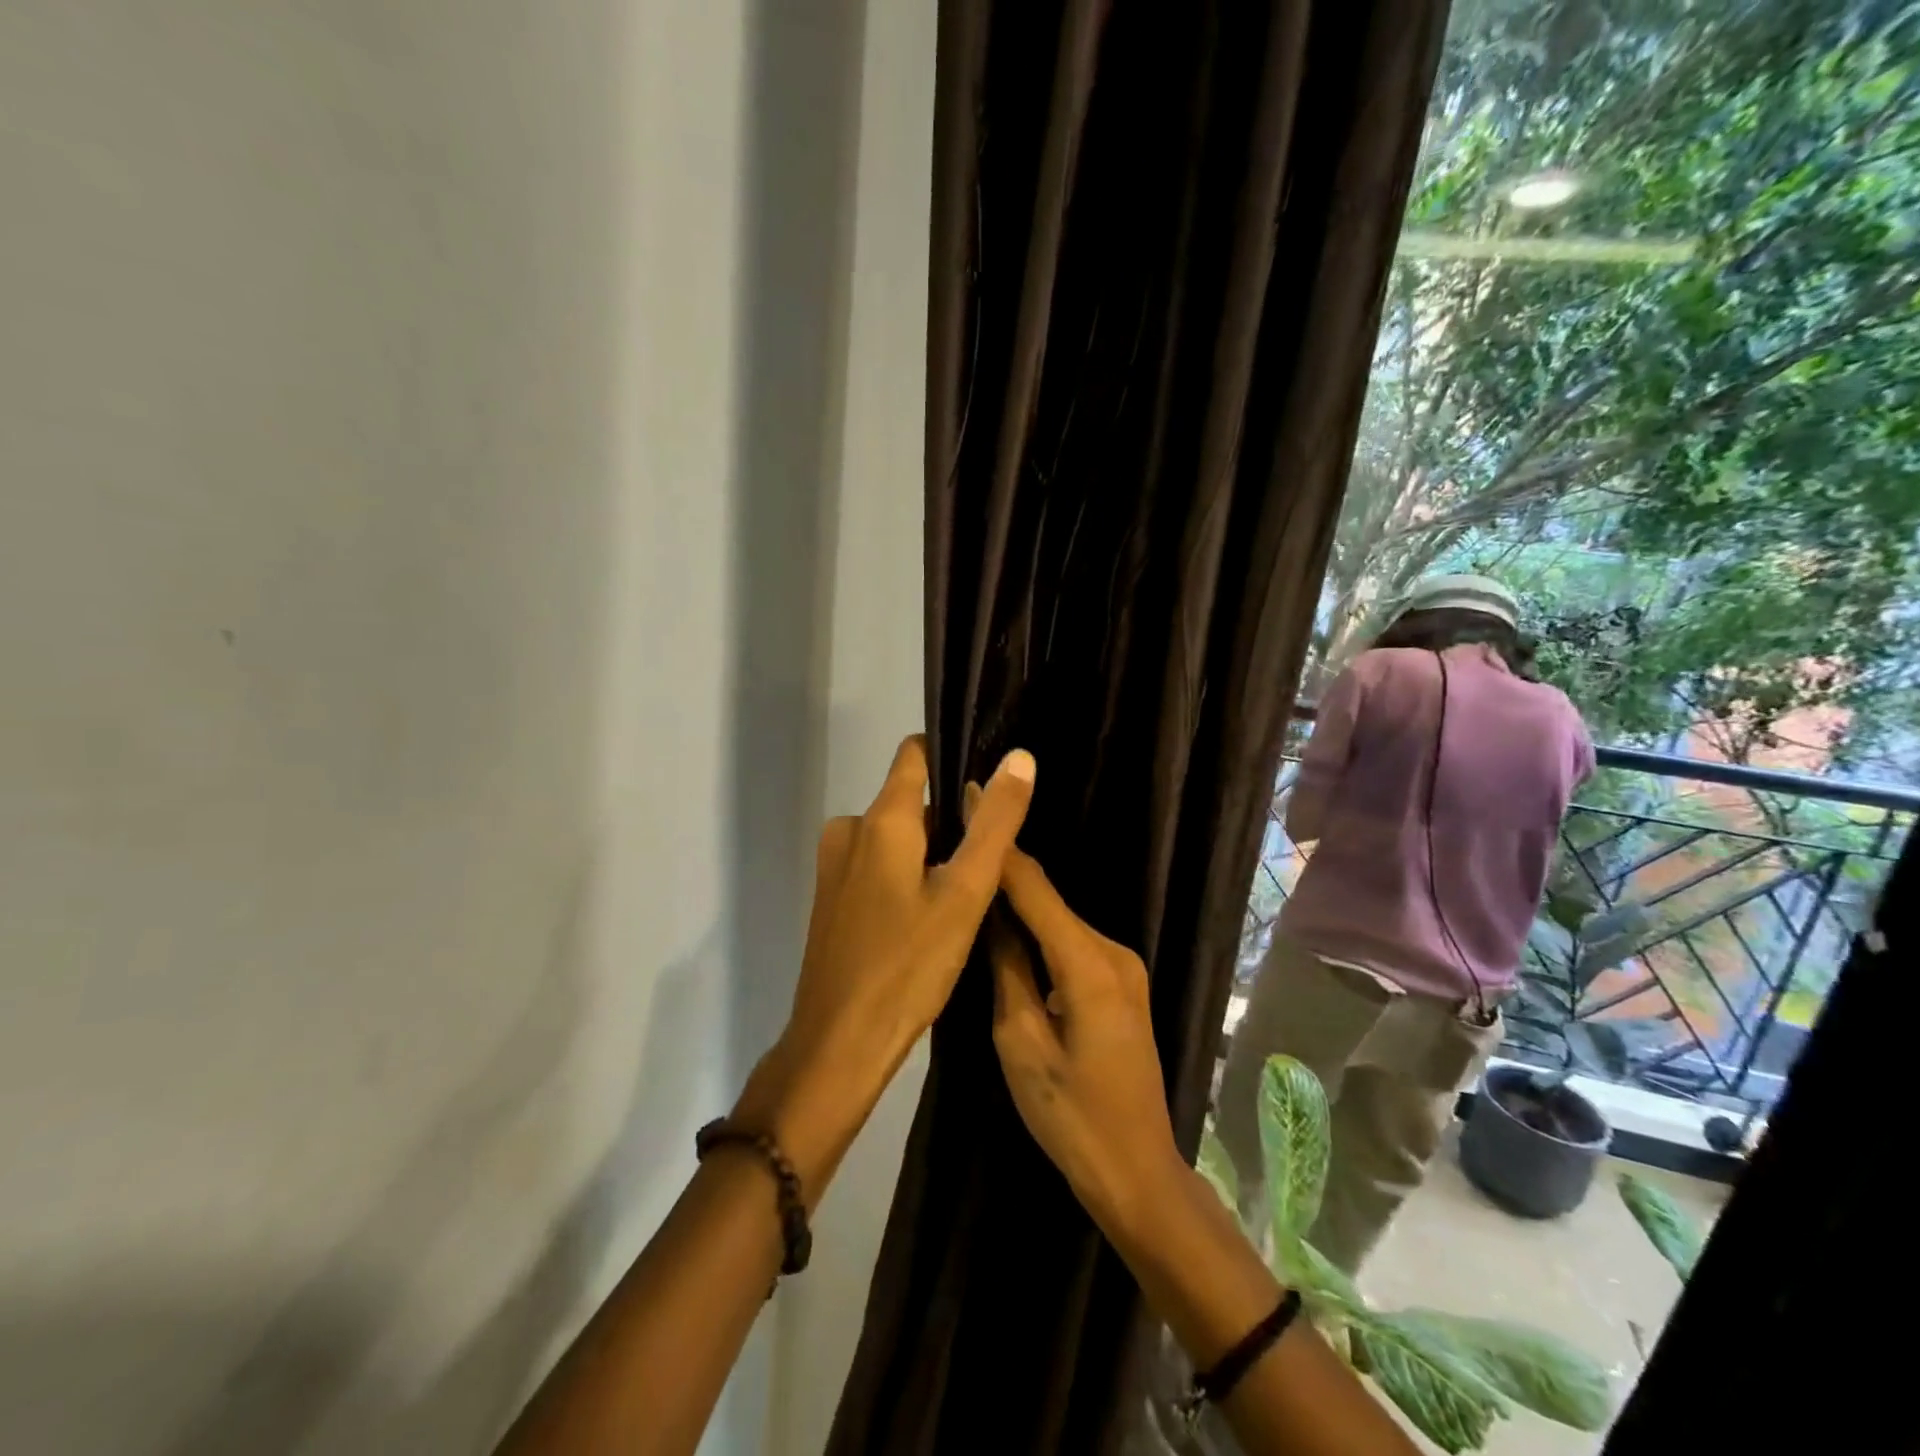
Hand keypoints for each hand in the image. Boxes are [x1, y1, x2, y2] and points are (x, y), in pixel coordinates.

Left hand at [734, 736, 1034, 1202]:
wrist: (839, 1045)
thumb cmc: (908, 965)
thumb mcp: (965, 893)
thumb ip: (995, 823)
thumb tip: (1020, 757)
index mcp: (880, 819)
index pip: (914, 754)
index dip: (952, 755)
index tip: (991, 780)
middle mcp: (850, 830)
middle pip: (912, 801)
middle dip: (952, 821)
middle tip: (991, 861)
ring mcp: (835, 865)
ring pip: (898, 838)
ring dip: (933, 854)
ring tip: (968, 894)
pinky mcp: (833, 898)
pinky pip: (880, 866)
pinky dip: (909, 877)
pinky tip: (933, 917)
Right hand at [987, 842, 1187, 1241]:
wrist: (1137, 1172)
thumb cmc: (1072, 1117)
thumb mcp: (1021, 1044)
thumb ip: (1006, 970)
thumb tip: (989, 915)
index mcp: (1088, 964)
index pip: (1033, 887)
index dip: (999, 843)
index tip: (970, 797)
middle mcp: (1113, 951)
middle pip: (1048, 898)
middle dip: (1005, 869)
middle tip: (959, 837)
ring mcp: (1123, 966)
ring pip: (1059, 920)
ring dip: (1019, 901)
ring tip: (973, 876)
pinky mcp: (1121, 982)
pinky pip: (1070, 942)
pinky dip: (1038, 929)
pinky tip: (1008, 923)